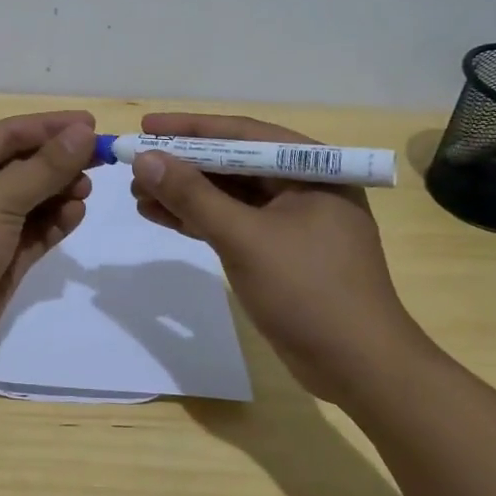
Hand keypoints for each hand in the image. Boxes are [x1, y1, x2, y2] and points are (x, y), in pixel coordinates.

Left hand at [0, 111, 96, 369]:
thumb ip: (45, 167)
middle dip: (60, 161)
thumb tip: (84, 132)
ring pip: (34, 198)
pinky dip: (55, 222)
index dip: (52, 126)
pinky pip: (35, 231)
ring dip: (60, 192)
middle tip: (100, 161)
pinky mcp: (3, 257)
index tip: (92, 124)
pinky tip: (75, 215)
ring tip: (85, 191)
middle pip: (26, 164)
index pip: (12, 132)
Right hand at [130, 112, 433, 403]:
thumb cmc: (308, 291)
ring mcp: (292, 222)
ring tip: (138, 194)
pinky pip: (232, 223)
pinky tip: (160, 216)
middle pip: (233, 163)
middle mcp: (304, 187)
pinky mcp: (279, 252)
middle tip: (136, 166)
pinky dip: (198, 220)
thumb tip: (145, 159)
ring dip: (185, 194)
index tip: (146, 125)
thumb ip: (193, 196)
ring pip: (229, 195)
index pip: (243, 134)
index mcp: (312, 169)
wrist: (360, 370)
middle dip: (182, 165)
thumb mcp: (245, 238)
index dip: (190, 128)